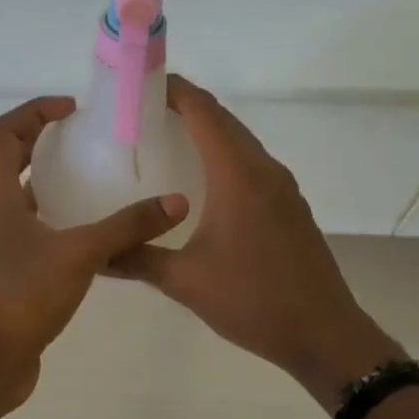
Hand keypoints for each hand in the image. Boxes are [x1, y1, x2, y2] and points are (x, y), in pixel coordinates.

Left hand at [0, 96, 188, 413]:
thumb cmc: (23, 296)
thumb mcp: (81, 254)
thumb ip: (128, 227)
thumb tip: (175, 202)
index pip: (2, 135)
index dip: (32, 113)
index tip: (70, 110)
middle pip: (10, 164)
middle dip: (44, 145)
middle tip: (87, 142)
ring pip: (23, 203)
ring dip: (52, 187)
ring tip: (96, 185)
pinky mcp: (10, 277)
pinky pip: (34, 236)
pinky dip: (59, 225)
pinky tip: (93, 239)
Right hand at [107, 76, 401, 408]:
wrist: (323, 333)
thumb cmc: (253, 301)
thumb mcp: (185, 282)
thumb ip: (137, 259)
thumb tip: (95, 253)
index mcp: (239, 176)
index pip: (204, 112)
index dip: (173, 90)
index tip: (139, 84)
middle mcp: (264, 170)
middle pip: (224, 121)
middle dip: (186, 106)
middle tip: (142, 113)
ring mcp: (284, 188)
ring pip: (241, 142)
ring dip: (208, 132)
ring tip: (167, 141)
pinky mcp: (291, 206)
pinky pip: (253, 165)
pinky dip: (225, 156)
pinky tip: (203, 182)